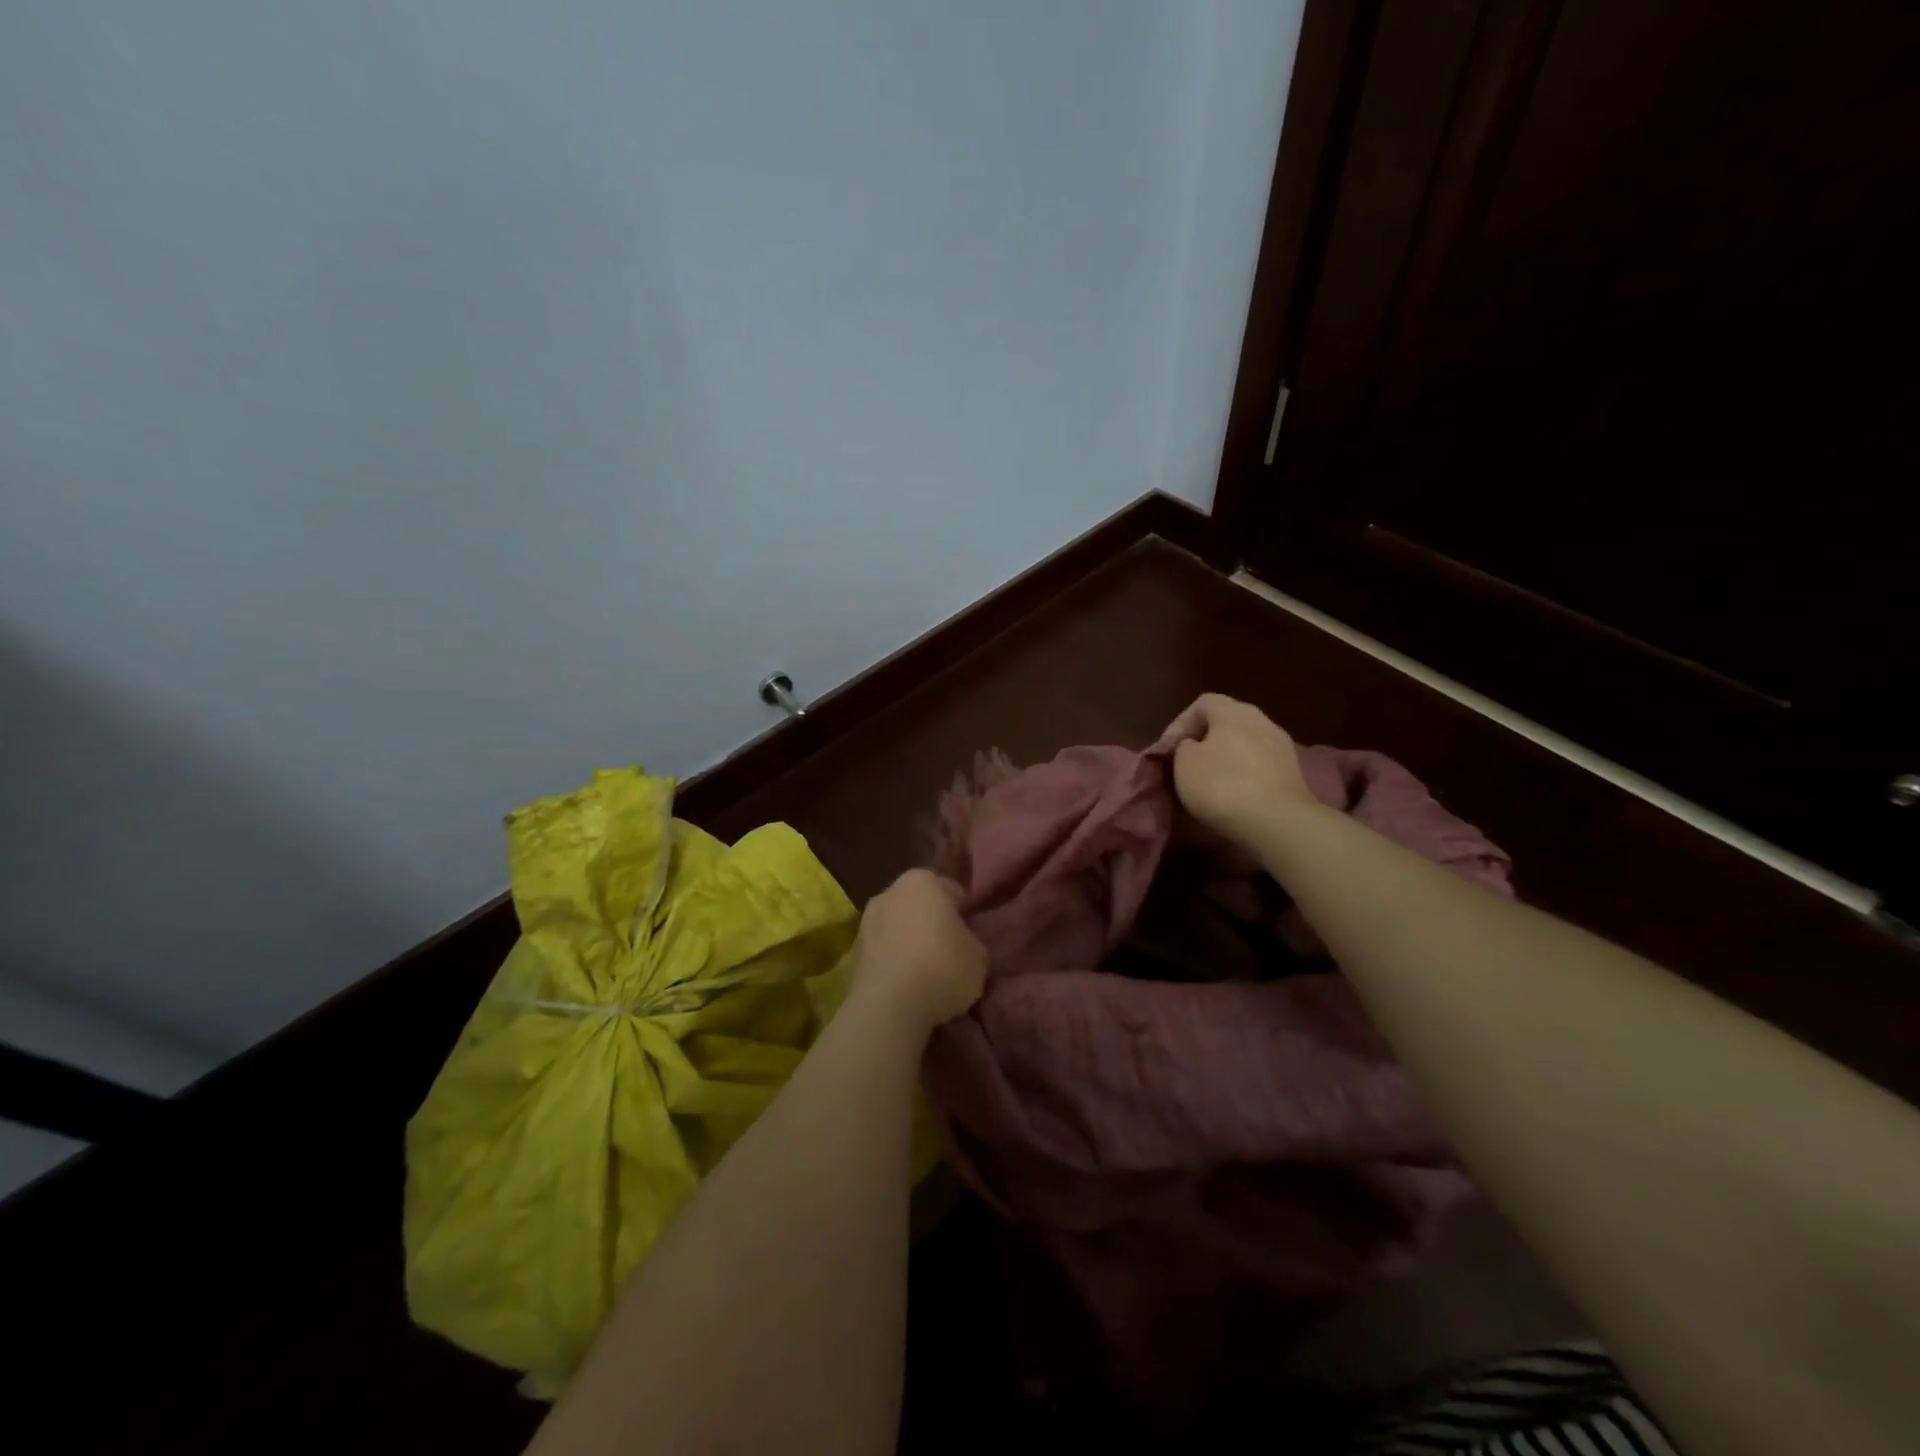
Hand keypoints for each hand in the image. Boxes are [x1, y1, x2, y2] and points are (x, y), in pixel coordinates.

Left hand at [850, 869, 986, 1033]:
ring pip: (898, 928)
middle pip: (920, 905)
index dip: (964, 912)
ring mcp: (866, 921)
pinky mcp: (853, 953)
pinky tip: (908, 985)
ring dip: (910, 942)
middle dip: (933, 923)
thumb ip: (970, 940)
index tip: (971, 934)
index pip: (951, 890)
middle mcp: (890, 892)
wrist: (889, 1006)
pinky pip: (884, 952)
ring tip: (928, 973)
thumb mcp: (978, 955)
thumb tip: (960, 943)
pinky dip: (894, 962)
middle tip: (951, 951)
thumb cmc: (942, 968)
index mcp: (923, 880)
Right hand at [1161, 693, 1320, 847]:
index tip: (1167, 750)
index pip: (1202, 703)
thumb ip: (1183, 747)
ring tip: (1208, 781)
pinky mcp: (1292, 773)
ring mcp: (1281, 746)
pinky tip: (1233, 794)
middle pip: (1226, 722)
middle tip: (1185, 763)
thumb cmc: (1222, 785)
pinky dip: (1243, 774)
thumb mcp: (1184, 764)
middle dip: (1203, 740)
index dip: (1179, 724)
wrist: (1277, 823)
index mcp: (1233, 711)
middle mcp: (1261, 720)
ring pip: (1244, 744)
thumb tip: (1193, 746)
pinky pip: (1259, 765)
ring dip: (1225, 758)